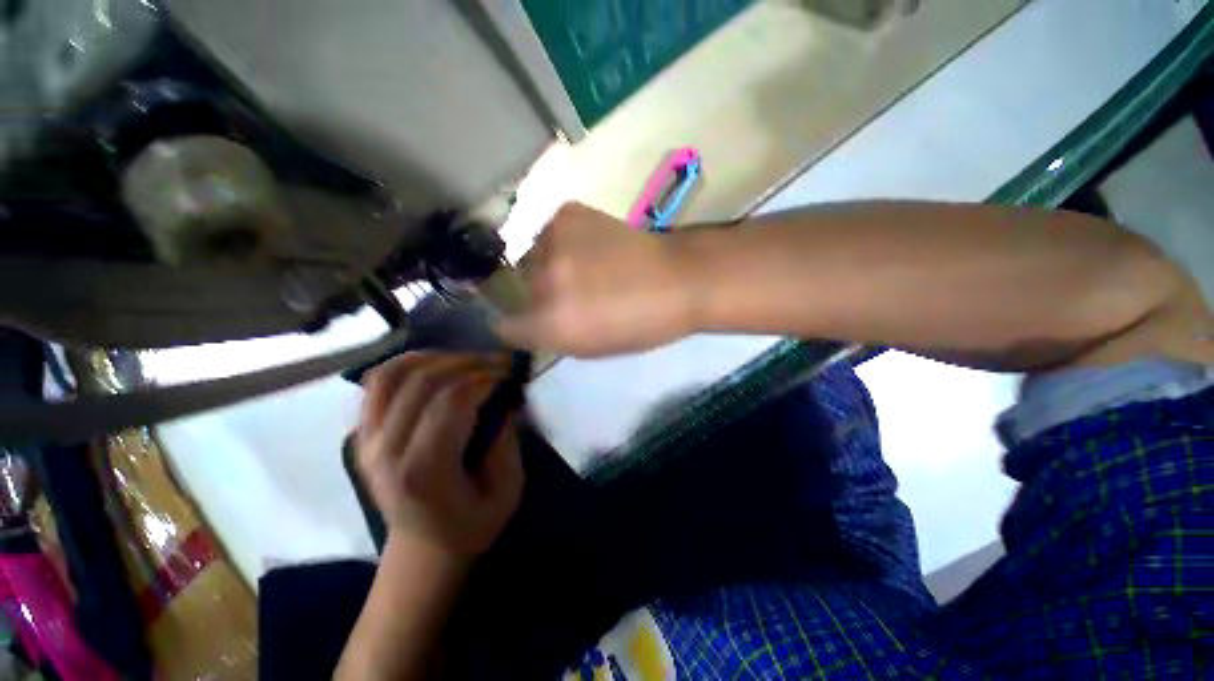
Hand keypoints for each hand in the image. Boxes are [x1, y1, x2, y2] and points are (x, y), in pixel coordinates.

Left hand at [357, 353, 523, 560]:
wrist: (422, 549)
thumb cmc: (471, 525)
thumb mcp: (507, 493)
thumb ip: (508, 444)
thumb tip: (506, 399)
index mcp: (424, 472)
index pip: (450, 401)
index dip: (484, 378)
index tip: (509, 374)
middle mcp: (387, 452)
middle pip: (422, 382)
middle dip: (467, 362)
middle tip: (497, 361)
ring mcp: (367, 442)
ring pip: (392, 375)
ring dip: (434, 357)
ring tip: (467, 357)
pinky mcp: (362, 435)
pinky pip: (377, 384)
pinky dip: (406, 364)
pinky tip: (435, 363)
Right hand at [496, 202, 696, 356]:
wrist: (677, 278)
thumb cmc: (640, 324)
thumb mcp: (591, 348)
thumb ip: (552, 336)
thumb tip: (529, 321)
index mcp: (550, 325)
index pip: (505, 327)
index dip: (522, 325)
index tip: (537, 320)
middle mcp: (543, 283)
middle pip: (520, 289)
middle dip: (539, 293)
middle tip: (572, 291)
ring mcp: (553, 243)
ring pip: (532, 258)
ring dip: (550, 264)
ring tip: (585, 266)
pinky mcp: (566, 214)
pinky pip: (550, 233)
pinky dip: (564, 241)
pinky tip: (592, 245)